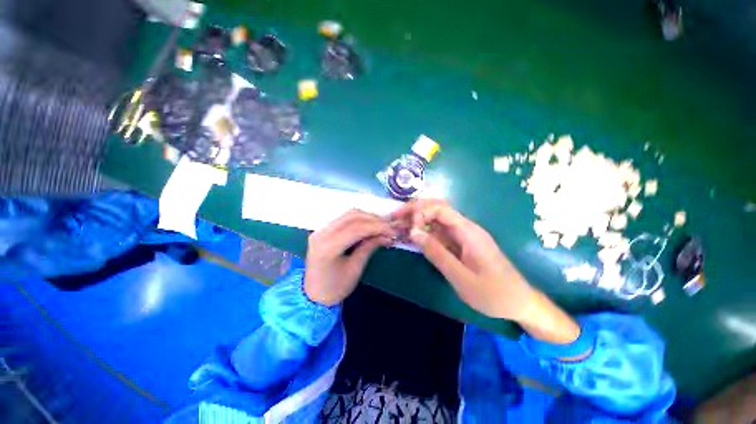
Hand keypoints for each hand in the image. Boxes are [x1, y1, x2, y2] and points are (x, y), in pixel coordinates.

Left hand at [304, 210, 396, 306]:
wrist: (313, 295)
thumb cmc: (335, 288)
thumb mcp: (355, 269)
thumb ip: (369, 247)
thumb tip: (387, 235)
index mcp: (327, 247)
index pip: (356, 228)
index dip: (377, 227)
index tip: (392, 231)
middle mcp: (321, 234)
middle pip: (352, 217)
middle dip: (374, 220)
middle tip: (389, 227)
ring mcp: (320, 230)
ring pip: (348, 215)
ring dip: (367, 217)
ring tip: (382, 226)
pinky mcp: (323, 230)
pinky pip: (344, 219)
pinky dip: (359, 220)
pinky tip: (369, 226)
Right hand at [393, 200, 579, 343]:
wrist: (519, 302)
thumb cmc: (493, 293)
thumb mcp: (460, 277)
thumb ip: (436, 253)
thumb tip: (413, 232)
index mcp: (468, 231)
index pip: (440, 208)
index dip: (420, 211)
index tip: (407, 226)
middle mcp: (465, 227)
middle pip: (437, 208)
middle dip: (415, 210)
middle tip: (396, 218)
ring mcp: (464, 235)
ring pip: (437, 219)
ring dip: (418, 220)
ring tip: (400, 227)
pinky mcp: (462, 243)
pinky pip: (440, 232)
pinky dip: (426, 232)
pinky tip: (415, 238)